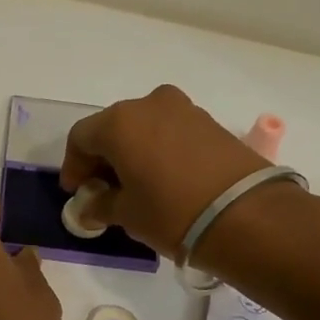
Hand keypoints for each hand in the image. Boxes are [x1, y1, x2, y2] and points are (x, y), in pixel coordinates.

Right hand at [60, 85, 269, 258]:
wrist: (245, 214)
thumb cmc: (171, 212)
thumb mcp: (127, 215)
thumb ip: (100, 206)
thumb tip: (91, 206)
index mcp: (119, 122)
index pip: (81, 138)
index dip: (74, 166)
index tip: (77, 193)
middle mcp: (149, 104)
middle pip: (113, 128)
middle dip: (103, 158)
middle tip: (103, 190)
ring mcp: (183, 109)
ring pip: (144, 128)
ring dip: (133, 152)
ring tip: (135, 186)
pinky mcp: (210, 122)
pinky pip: (170, 132)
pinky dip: (158, 150)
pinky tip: (163, 179)